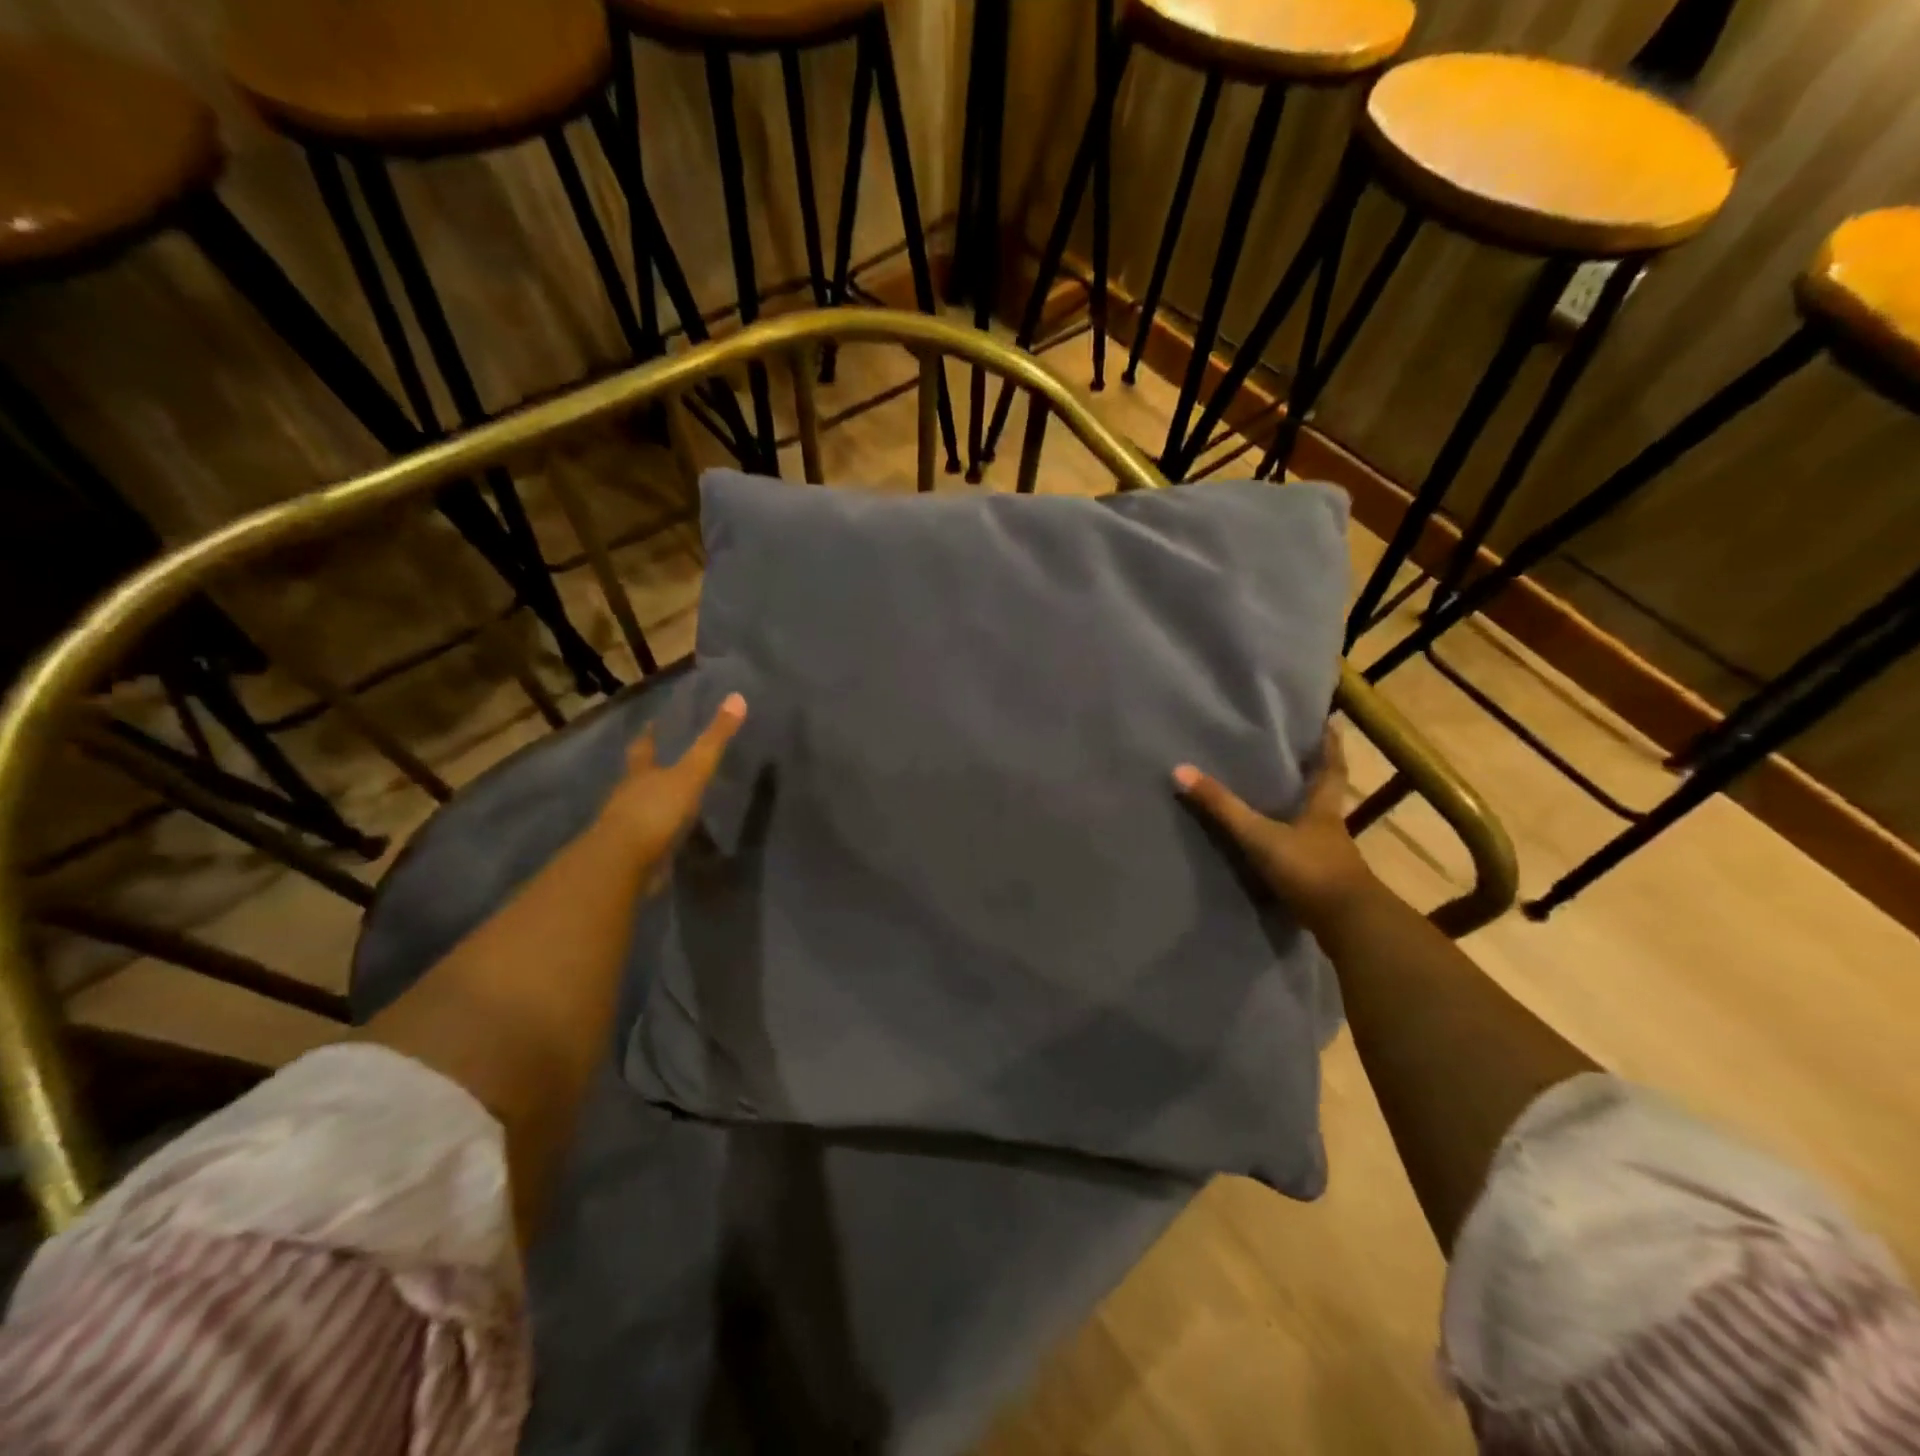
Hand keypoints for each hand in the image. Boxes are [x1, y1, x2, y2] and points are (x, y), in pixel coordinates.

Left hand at [597, 692, 746, 882]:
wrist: (624, 862)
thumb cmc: (656, 810)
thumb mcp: (691, 773)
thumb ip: (713, 741)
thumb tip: (737, 697)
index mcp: (641, 774)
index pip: (643, 748)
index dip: (648, 736)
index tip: (649, 724)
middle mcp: (628, 796)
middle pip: (636, 778)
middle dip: (646, 771)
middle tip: (657, 763)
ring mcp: (626, 827)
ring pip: (638, 809)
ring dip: (650, 805)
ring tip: (668, 803)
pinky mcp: (631, 856)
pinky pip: (646, 840)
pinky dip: (656, 837)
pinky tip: (669, 840)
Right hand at [1173, 726, 1376, 931]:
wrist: (1349, 925)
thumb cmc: (1309, 869)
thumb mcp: (1259, 836)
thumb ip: (1222, 807)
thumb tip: (1181, 770)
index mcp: (1322, 809)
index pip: (1331, 769)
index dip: (1330, 746)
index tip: (1330, 724)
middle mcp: (1330, 829)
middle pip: (1325, 796)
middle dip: (1314, 777)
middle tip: (1296, 758)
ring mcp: (1331, 859)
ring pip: (1316, 827)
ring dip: (1301, 814)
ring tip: (1278, 801)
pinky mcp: (1324, 885)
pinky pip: (1306, 856)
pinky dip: (1293, 847)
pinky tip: (1277, 850)